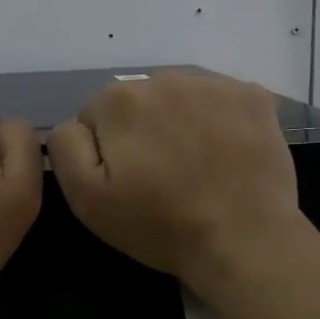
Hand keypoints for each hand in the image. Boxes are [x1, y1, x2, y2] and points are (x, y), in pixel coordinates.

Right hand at [47, 72, 302, 291]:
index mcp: (119, 100)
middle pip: (140, 102)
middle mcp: (165, 78)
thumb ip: (65, 147)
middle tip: (163, 179)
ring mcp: (215, 84)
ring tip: (198, 169)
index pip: (96, 116)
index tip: (128, 183)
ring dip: (182, 124)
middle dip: (144, 132)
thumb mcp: (86, 199)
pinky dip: (222, 122)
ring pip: (182, 99)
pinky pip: (223, 101)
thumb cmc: (160, 225)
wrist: (244, 241)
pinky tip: (228, 156)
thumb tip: (76, 122)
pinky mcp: (254, 96)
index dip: (107, 153)